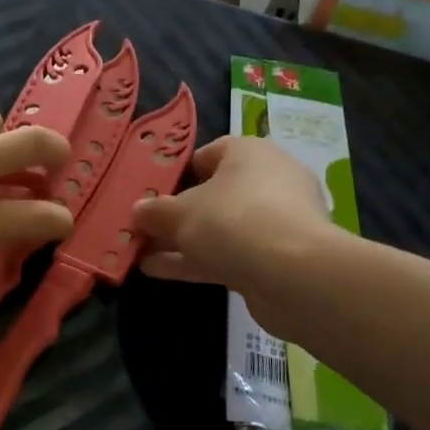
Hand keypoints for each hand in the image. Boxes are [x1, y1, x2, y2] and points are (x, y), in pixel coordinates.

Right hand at [131, 136, 334, 320]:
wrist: (293, 275)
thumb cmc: (232, 221)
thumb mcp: (181, 213)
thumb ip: (155, 212)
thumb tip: (137, 211)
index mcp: (249, 153)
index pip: (209, 154)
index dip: (178, 172)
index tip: (151, 191)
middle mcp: (267, 181)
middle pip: (214, 194)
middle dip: (177, 213)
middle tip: (143, 226)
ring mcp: (276, 222)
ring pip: (220, 228)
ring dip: (182, 241)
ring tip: (140, 251)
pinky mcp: (276, 258)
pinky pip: (228, 254)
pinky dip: (197, 261)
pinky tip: (158, 272)